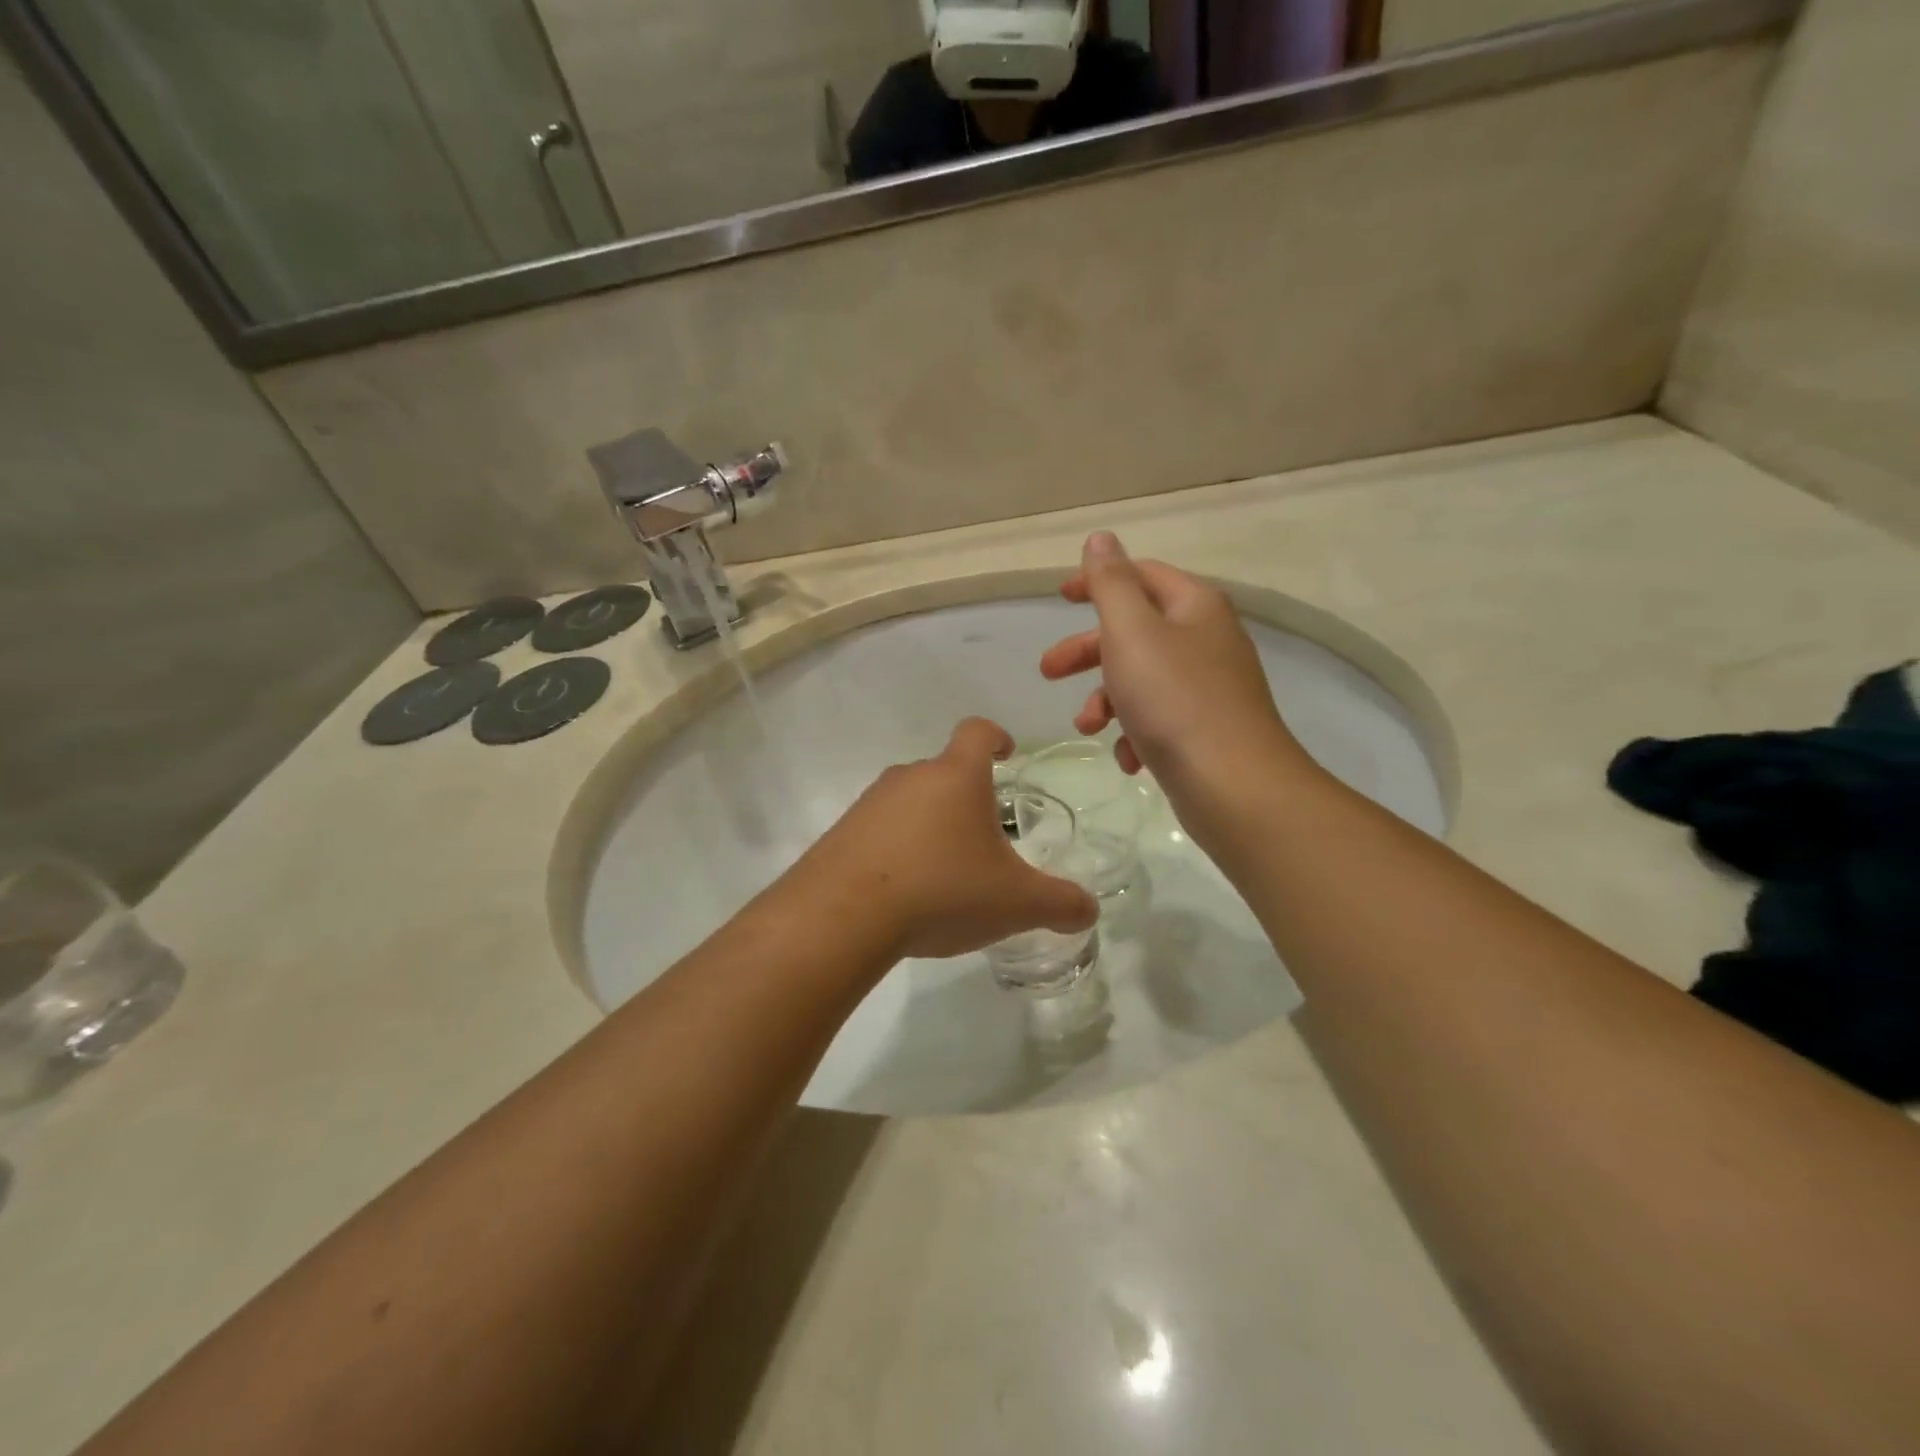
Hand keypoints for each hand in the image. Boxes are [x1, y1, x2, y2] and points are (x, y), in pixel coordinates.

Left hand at [785, 718, 1098, 959]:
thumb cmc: (943, 889)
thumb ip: (1061, 904)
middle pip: (944, 771)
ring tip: (944, 871)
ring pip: (910, 801)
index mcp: (956, 776)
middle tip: (985, 839)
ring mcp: (870, 803)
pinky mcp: (841, 833)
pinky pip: (878, 830)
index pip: (978, 732)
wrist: (845, 915)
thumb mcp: (1016, 903)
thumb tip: (1088, 910)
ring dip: (930, 824)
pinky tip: (904, 891)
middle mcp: (911, 776)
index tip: (1007, 753)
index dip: (996, 737)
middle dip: (967, 797)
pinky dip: (897, 849)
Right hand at [1040, 532, 1305, 789]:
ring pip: (1142, 679)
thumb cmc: (1175, 700)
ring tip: (1087, 727)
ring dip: (1106, 699)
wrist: (1235, 786)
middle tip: (1048, 672)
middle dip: (1088, 651)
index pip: (1141, 575)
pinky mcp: (1206, 730)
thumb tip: (1101, 538)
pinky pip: (1159, 719)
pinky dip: (1135, 733)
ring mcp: (1209, 688)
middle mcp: (1206, 640)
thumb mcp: (1131, 632)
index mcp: (1194, 606)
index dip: (1097, 581)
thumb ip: (1110, 584)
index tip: (1059, 598)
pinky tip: (1128, 759)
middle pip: (1135, 631)